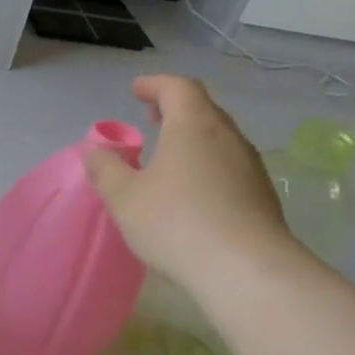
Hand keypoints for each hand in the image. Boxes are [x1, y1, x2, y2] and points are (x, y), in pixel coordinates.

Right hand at [83, 75, 294, 287]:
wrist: (245, 269)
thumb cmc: (175, 222)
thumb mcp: (124, 197)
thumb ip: (105, 169)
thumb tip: (94, 149)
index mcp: (193, 127)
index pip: (178, 89)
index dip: (155, 85)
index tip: (136, 90)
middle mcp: (227, 138)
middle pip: (203, 109)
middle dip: (175, 108)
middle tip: (150, 116)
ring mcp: (250, 166)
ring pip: (218, 138)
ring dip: (191, 137)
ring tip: (167, 154)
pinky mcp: (260, 195)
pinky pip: (228, 165)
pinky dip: (205, 162)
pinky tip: (189, 189)